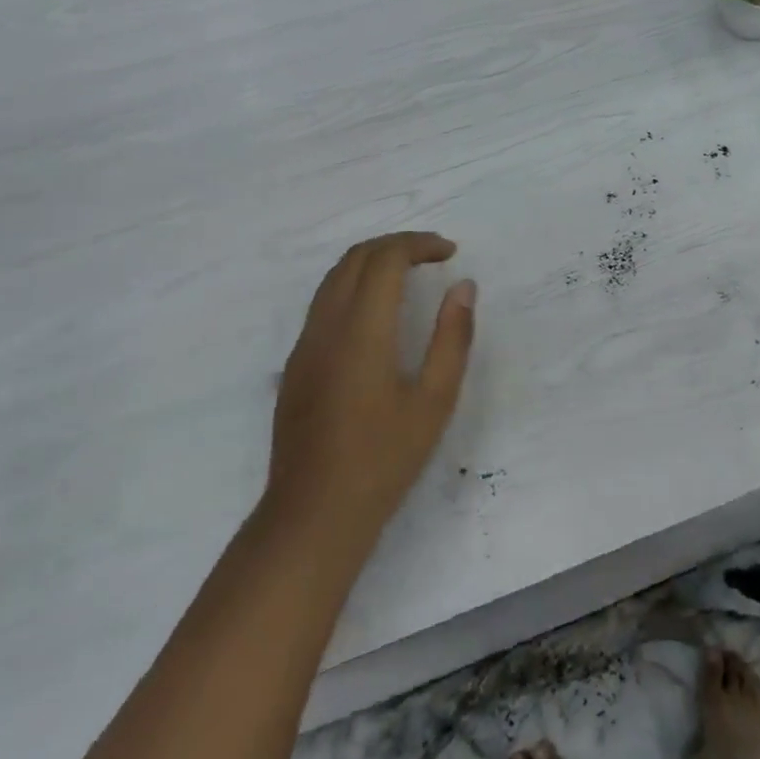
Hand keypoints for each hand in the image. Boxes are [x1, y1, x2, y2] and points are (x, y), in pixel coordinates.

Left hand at [266, 233, 476, 548]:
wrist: (314, 514)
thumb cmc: (384, 459)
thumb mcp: (434, 400)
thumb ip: (452, 337)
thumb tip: (463, 287)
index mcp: (362, 329)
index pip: (386, 258)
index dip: (419, 244)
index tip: (450, 252)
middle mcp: (326, 325)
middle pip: (356, 258)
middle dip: (396, 245)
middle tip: (433, 256)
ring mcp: (304, 344)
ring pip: (334, 277)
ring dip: (372, 262)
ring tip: (409, 274)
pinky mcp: (295, 364)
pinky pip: (323, 303)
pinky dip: (353, 285)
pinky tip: (377, 313)